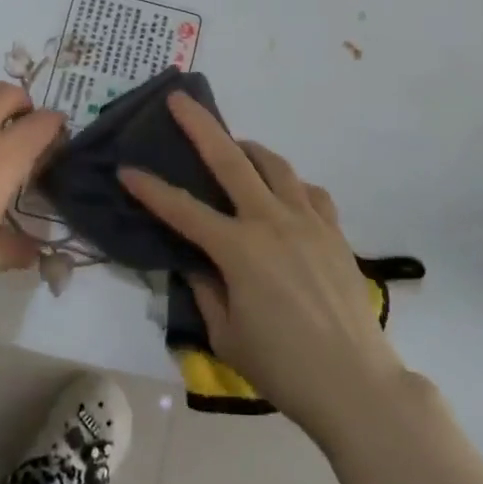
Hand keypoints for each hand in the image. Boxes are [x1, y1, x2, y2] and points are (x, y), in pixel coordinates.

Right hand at [119, 92, 406, 442]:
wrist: (356, 383)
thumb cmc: (283, 367)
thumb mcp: (227, 336)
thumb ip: (206, 291)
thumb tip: (197, 264)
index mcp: (239, 250)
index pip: (183, 210)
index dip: (150, 190)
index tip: (126, 170)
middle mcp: (272, 222)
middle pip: (231, 160)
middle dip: (200, 127)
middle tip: (180, 100)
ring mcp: (308, 221)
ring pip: (275, 166)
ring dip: (249, 149)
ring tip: (235, 147)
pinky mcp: (334, 231)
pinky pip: (309, 191)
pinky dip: (290, 183)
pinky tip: (283, 193)